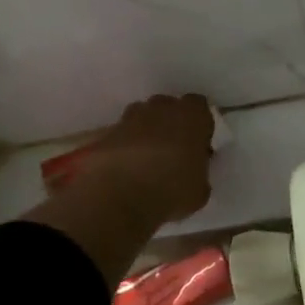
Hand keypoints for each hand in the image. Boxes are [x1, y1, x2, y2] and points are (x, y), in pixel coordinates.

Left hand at [73, 93, 215, 223]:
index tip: (198, 144)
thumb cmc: (171, 191)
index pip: (199, 106)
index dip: (199, 124)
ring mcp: (129, 118)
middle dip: (170, 123)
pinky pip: (119, 136)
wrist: (119, 197)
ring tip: (146, 160)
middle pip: (168, 107)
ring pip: (141, 117)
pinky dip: (122, 147)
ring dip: (145, 132)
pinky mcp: (104, 134)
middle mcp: (161, 108)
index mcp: (192, 116)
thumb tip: (192, 172)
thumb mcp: (200, 190)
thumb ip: (199, 172)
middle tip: (173, 151)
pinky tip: (124, 169)